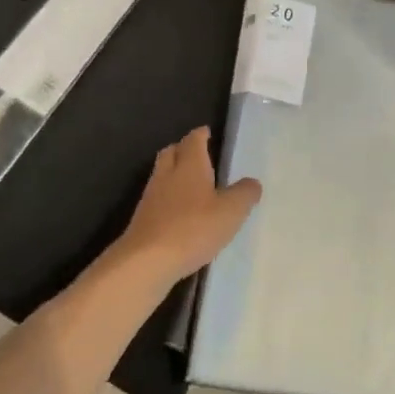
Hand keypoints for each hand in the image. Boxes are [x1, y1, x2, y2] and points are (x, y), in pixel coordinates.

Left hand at [117, 128, 261, 283]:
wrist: (146, 261)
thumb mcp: (231, 212)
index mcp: (190, 165)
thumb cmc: (193, 228)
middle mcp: (167, 175)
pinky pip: (157, 199)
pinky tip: (178, 213)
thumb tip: (252, 183)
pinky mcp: (142, 220)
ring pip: (161, 175)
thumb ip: (244, 194)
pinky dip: (167, 198)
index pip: (193, 140)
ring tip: (190, 184)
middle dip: (183, 149)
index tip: (207, 132)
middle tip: (197, 154)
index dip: (200, 134)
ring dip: (173, 174)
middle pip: (171, 152)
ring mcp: (151, 197)